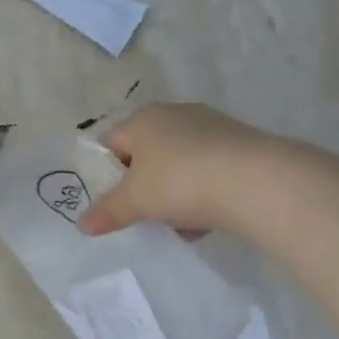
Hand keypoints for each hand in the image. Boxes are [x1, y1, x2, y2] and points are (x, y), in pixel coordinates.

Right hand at [79, 103, 271, 236]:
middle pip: (147, 154)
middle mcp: (176, 114)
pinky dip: (203, 191)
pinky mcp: (240, 143)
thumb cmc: (180, 183)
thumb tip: (83, 224)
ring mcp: (212, 126)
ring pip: (179, 163)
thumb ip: (107, 212)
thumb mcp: (135, 202)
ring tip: (180, 223)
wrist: (255, 182)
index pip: (111, 143)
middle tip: (145, 213)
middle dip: (144, 186)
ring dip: (175, 192)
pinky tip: (208, 218)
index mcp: (143, 119)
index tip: (115, 203)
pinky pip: (208, 169)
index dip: (107, 175)